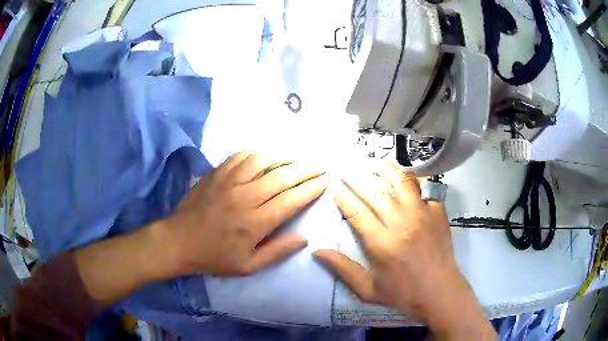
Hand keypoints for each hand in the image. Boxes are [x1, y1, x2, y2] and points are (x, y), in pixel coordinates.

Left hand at [166, 151, 326, 276]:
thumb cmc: (214, 257)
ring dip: (284, 157)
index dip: (311, 189)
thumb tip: (304, 238)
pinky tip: (267, 154)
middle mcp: (245, 197)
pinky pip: (241, 156)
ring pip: (263, 161)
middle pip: (282, 177)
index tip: (324, 182)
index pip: (291, 200)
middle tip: (319, 166)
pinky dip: (258, 153)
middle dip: (305, 170)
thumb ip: (278, 252)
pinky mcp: (217, 174)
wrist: (179, 241)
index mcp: (255, 223)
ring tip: (297, 157)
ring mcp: (229, 182)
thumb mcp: (248, 266)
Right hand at [314, 163, 493, 338]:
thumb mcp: (368, 289)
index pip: (357, 212)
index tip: (334, 185)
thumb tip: (317, 252)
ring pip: (402, 182)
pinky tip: (404, 180)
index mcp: (383, 243)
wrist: (440, 291)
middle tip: (346, 168)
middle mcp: (402, 223)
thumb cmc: (403, 293)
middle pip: (375, 193)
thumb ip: (343, 269)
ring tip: (373, 164)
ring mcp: (423, 214)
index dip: (343, 196)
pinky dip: (412, 181)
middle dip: (356, 178)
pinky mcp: (438, 212)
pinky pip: (424, 188)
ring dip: (385, 170)